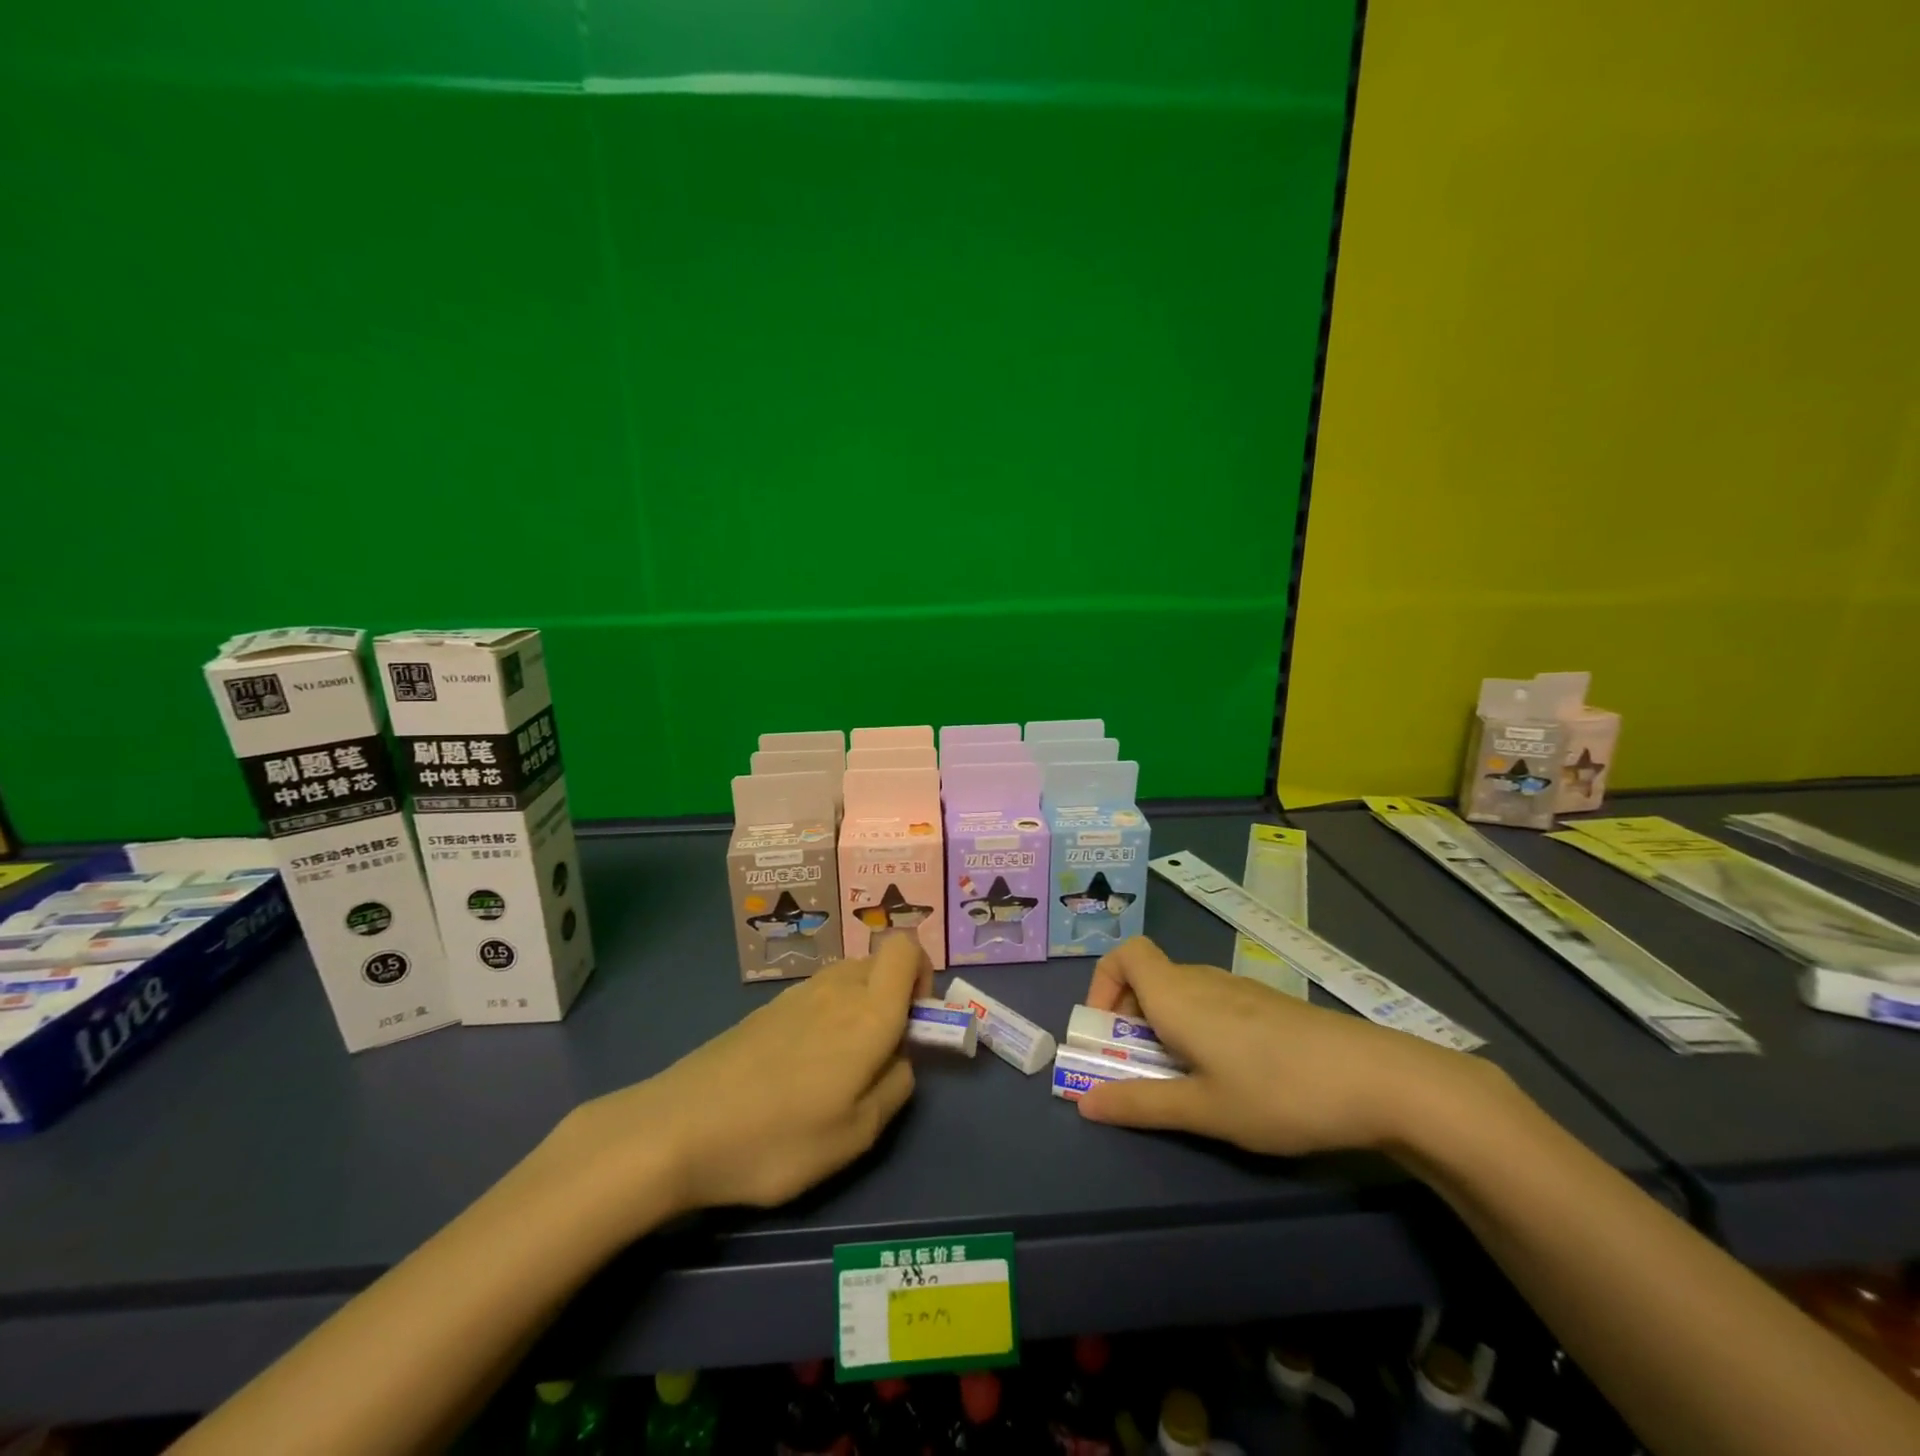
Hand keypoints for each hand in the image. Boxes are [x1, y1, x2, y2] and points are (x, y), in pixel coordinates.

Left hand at [554, 935, 932, 1224]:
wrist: (678, 1129)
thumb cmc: (777, 1138)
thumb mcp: (855, 1136)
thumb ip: (895, 1088)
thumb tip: (901, 1058)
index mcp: (868, 1012)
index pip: (907, 947)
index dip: (923, 973)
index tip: (915, 1021)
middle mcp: (836, 988)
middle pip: (879, 962)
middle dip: (894, 995)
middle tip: (879, 1053)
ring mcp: (796, 995)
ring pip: (847, 978)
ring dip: (858, 1007)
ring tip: (836, 1068)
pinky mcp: (766, 1010)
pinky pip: (816, 995)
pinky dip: (825, 1017)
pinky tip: (798, 1069)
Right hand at [1075, 937, 1499, 1156]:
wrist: (1376, 1078)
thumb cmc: (1277, 1091)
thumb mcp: (1204, 1109)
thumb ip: (1141, 1103)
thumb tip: (1083, 1103)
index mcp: (1176, 995)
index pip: (1125, 953)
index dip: (1103, 983)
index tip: (1105, 1031)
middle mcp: (1201, 981)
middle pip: (1149, 979)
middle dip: (1129, 1020)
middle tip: (1139, 1071)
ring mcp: (1238, 989)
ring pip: (1181, 994)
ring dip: (1164, 1028)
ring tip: (1185, 1081)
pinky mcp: (1266, 1005)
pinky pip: (1212, 1004)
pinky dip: (1198, 1029)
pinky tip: (1232, 1075)